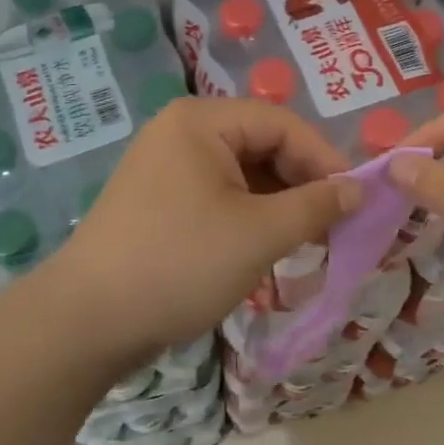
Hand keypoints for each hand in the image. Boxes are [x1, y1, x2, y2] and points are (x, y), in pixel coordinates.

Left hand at [52, 97, 359, 363]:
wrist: (85, 323)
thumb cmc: (180, 263)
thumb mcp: (259, 234)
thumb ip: (316, 206)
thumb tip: (358, 190)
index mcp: (201, 121)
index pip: (282, 124)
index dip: (324, 158)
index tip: (357, 198)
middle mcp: (180, 132)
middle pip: (260, 145)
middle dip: (300, 183)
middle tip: (334, 224)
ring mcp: (164, 167)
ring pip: (240, 173)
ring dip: (277, 203)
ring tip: (306, 240)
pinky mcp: (157, 201)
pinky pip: (216, 195)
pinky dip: (247, 216)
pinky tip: (265, 247)